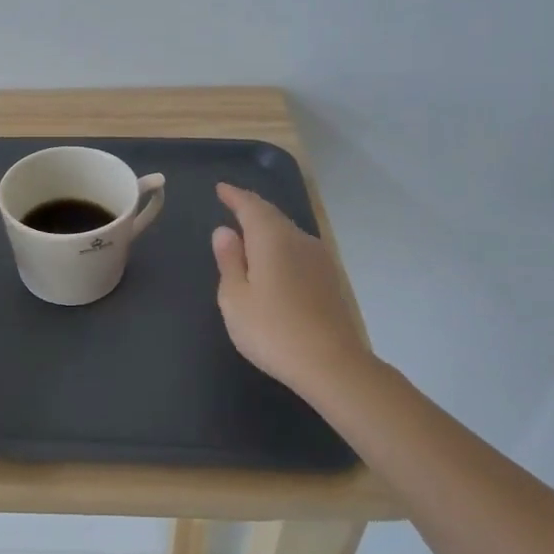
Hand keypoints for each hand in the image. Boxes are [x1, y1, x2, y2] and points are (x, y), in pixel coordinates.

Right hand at [212, 182, 369, 401]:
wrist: (331, 364)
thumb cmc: (272, 330)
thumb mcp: (235, 298)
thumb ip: (229, 261)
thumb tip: (224, 232)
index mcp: (271, 239)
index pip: (251, 206)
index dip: (235, 196)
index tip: (221, 188)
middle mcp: (298, 240)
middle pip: (273, 216)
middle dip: (251, 208)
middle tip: (233, 204)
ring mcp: (319, 259)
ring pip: (288, 232)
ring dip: (267, 227)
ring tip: (249, 232)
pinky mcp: (329, 279)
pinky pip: (298, 249)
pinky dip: (281, 246)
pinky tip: (274, 260)